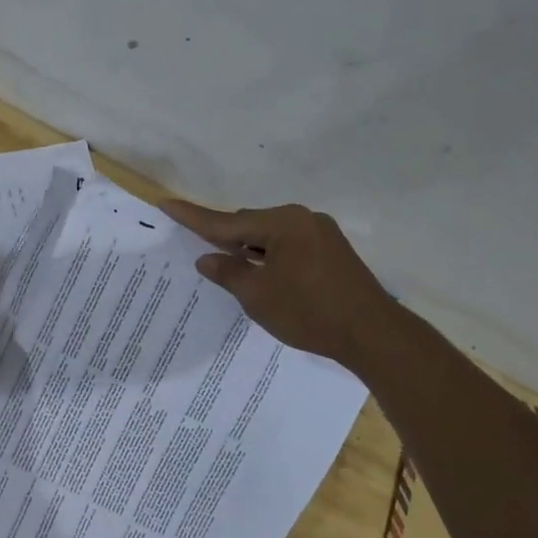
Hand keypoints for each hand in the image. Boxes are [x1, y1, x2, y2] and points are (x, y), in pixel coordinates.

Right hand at [161, 200, 396, 367]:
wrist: (372, 334)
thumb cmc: (309, 312)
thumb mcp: (258, 296)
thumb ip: (229, 273)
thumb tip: (207, 258)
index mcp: (283, 223)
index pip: (227, 221)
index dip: (193, 217)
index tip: (166, 203)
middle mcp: (303, 219)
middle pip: (250, 224)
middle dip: (225, 237)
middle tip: (200, 251)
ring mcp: (321, 235)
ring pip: (271, 237)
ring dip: (249, 250)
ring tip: (228, 268)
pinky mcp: (332, 252)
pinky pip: (289, 247)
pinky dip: (269, 258)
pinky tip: (260, 274)